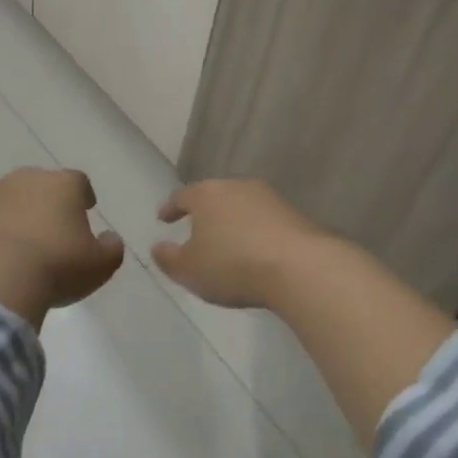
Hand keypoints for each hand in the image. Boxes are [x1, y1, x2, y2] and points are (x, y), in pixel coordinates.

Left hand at [0, 168, 124, 327]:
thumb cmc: (56, 267)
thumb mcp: (100, 265)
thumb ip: (111, 248)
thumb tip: (109, 239)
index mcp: (62, 185)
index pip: (78, 182)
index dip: (82, 196)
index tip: (85, 210)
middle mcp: (24, 179)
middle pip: (38, 186)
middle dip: (44, 203)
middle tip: (48, 231)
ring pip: (4, 199)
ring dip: (11, 215)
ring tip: (15, 247)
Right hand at [152, 178, 329, 309]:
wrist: (300, 267)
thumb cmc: (233, 265)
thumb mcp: (189, 270)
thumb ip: (168, 258)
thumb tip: (158, 247)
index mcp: (206, 195)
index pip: (181, 197)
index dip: (170, 208)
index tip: (163, 218)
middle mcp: (236, 187)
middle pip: (214, 196)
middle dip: (204, 213)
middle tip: (196, 230)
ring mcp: (269, 198)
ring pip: (241, 206)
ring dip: (232, 222)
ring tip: (228, 243)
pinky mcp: (294, 214)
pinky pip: (265, 221)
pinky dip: (256, 232)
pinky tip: (256, 251)